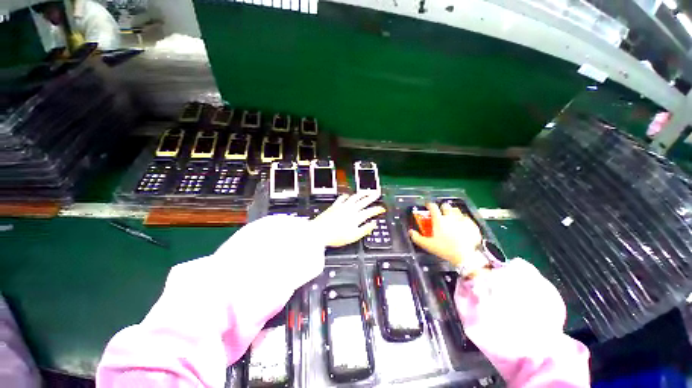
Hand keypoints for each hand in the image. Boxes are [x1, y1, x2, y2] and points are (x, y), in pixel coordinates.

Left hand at [311, 193, 384, 247]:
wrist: (319, 232)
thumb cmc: (336, 236)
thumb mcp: (353, 236)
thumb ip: (365, 229)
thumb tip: (373, 224)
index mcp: (356, 217)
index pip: (370, 212)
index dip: (377, 209)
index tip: (382, 208)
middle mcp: (350, 210)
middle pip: (364, 201)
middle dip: (372, 197)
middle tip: (377, 193)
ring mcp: (342, 206)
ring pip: (354, 197)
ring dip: (362, 193)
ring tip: (366, 191)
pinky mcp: (334, 206)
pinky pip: (342, 198)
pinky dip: (347, 195)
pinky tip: (348, 195)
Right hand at [409, 203, 481, 266]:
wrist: (465, 256)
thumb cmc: (445, 250)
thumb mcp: (428, 245)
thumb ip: (417, 238)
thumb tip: (410, 231)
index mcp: (439, 220)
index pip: (433, 207)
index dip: (429, 204)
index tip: (427, 206)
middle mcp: (450, 217)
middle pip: (446, 206)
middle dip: (442, 207)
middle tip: (441, 212)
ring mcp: (462, 220)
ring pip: (457, 210)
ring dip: (453, 212)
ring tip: (451, 217)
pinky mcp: (471, 225)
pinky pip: (467, 218)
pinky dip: (463, 219)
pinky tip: (462, 224)